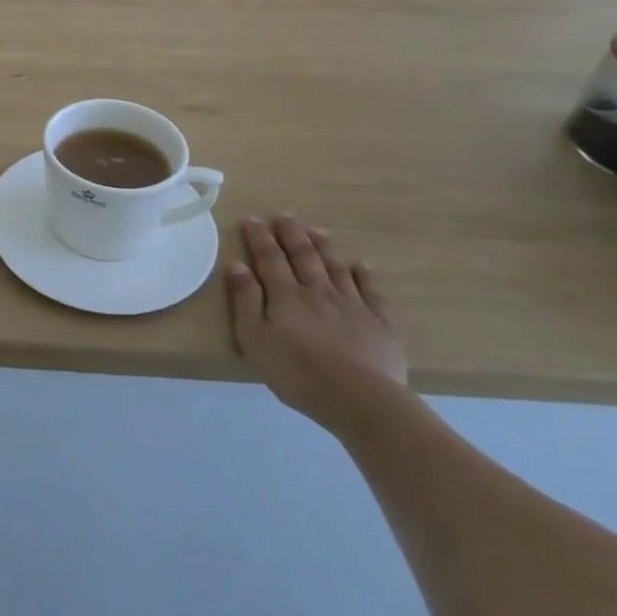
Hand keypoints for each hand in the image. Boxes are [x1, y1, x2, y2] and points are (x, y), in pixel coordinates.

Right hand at [226, 215, 411, 440]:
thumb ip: (245, 301)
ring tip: (316, 230)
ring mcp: (352, 305)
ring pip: (335, 268)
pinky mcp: (379, 323)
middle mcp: (318, 292)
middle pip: (303, 257)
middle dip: (292, 234)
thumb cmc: (298, 373)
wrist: (361, 399)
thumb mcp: (255, 339)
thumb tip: (237, 265)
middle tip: (285, 215)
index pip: (269, 259)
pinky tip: (359, 265)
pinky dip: (363, 275)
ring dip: (324, 247)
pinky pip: (370, 291)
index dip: (259, 238)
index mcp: (286, 296)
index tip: (252, 219)